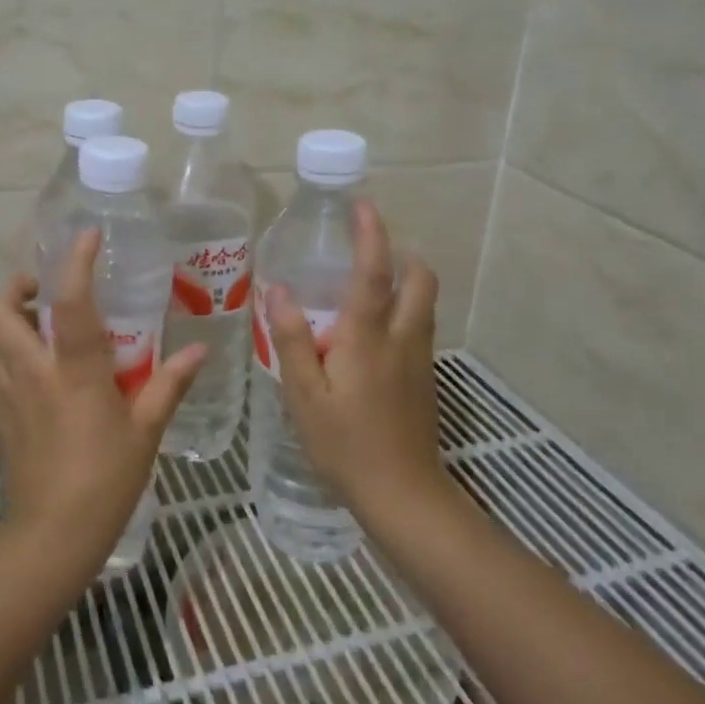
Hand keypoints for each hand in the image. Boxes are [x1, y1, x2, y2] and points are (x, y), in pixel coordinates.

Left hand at [0, 229, 206, 572]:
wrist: (52, 536)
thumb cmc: (106, 480)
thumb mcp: (146, 430)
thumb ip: (170, 384)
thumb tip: (199, 352)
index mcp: (74, 371)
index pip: (71, 303)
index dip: (76, 262)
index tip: (87, 236)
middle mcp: (32, 372)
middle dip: (14, 287)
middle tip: (43, 291)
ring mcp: (6, 393)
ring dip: (1, 316)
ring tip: (33, 321)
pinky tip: (25, 363)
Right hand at [265, 200, 445, 517]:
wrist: (404, 497)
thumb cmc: (346, 445)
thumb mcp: (304, 395)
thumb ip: (293, 339)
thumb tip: (279, 290)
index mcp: (368, 336)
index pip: (374, 272)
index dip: (370, 234)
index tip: (363, 206)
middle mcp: (402, 338)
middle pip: (420, 279)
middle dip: (402, 254)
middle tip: (367, 252)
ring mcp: (419, 359)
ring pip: (424, 303)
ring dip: (406, 281)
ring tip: (367, 287)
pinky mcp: (425, 380)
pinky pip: (419, 327)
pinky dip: (404, 310)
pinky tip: (372, 335)